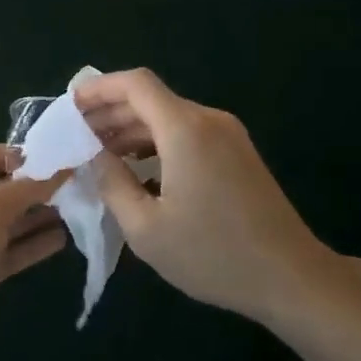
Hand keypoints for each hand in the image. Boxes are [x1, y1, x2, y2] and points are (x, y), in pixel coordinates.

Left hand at [0, 144, 68, 360]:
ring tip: (76, 207)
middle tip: (75, 183)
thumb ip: (24, 188)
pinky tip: (62, 238)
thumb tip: (58, 171)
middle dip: (34, 185)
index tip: (60, 158)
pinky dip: (32, 243)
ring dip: (38, 214)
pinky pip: (8, 250)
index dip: (22, 155)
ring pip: (6, 220)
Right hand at [76, 69, 335, 324]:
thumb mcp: (147, 228)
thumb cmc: (213, 255)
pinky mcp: (237, 152)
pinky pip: (187, 132)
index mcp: (185, 129)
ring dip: (132, 128)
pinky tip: (137, 167)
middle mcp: (208, 120)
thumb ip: (113, 183)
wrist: (290, 276)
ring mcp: (228, 134)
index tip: (70, 106)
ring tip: (99, 153)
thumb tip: (93, 156)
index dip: (98, 88)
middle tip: (76, 135)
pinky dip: (156, 141)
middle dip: (110, 112)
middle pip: (150, 98)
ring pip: (168, 115)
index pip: (135, 84)